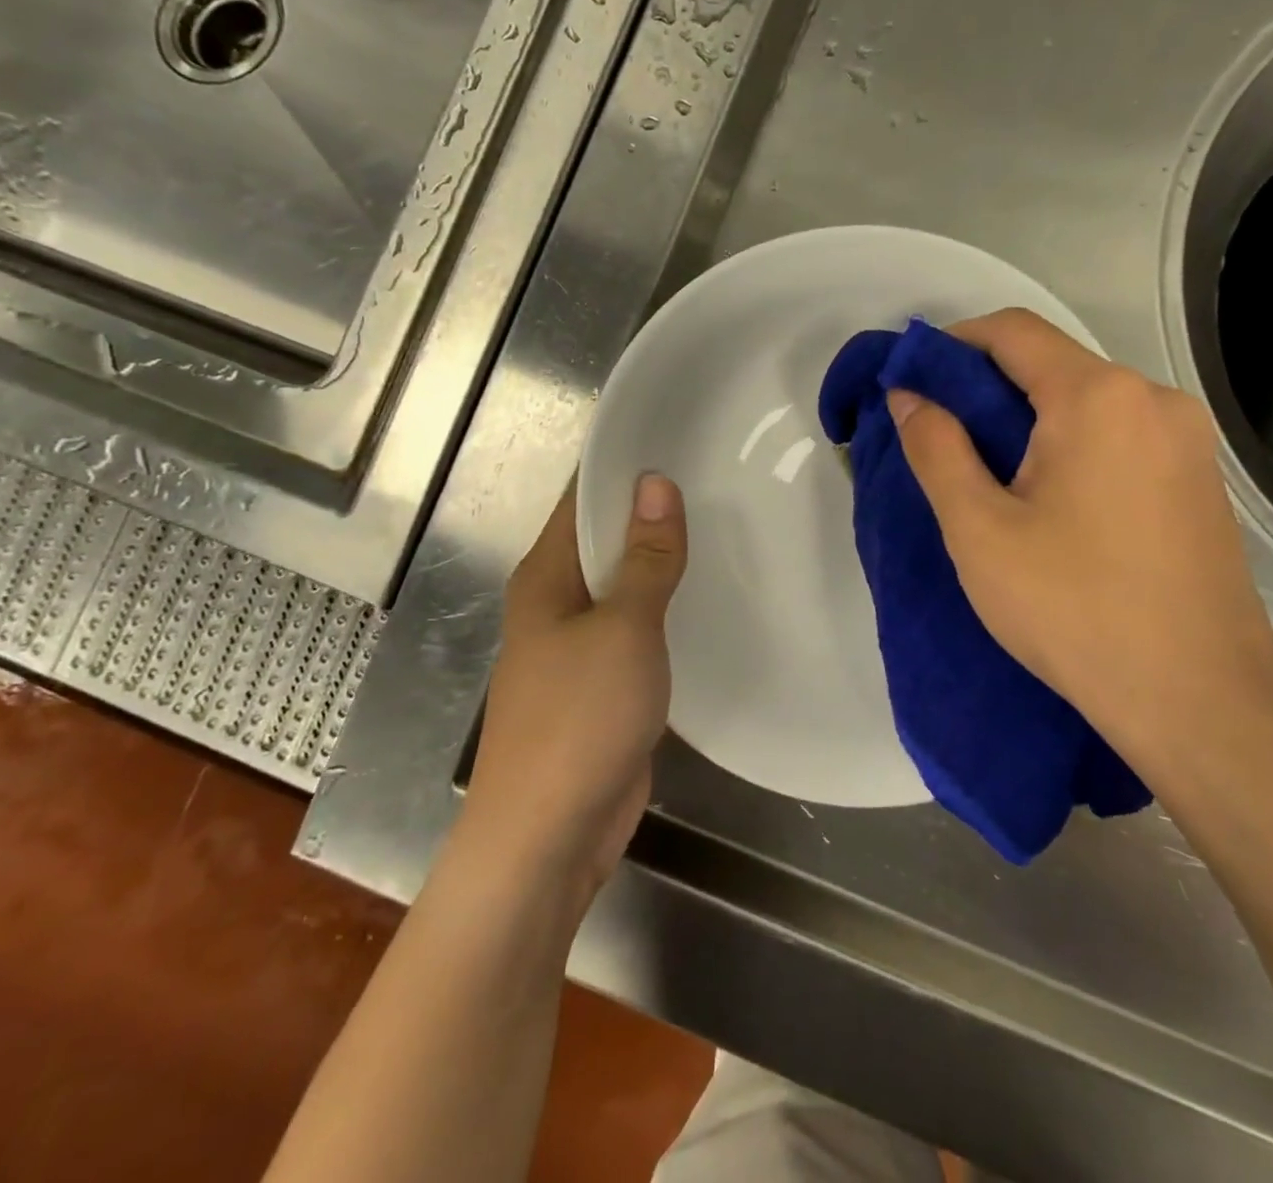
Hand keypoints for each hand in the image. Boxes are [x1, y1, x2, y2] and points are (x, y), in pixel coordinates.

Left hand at [460, 474, 686, 912]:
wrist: (549, 836)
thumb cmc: (578, 719)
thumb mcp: (622, 628)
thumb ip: (644, 558)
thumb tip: (654, 481)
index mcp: (546, 576)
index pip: (583, 498)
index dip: (623, 465)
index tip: (678, 435)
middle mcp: (557, 601)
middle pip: (606, 539)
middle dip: (653, 510)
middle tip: (720, 476)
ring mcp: (580, 645)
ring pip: (625, 585)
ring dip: (662, 561)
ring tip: (726, 525)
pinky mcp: (604, 682)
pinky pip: (638, 628)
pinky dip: (666, 609)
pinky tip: (709, 596)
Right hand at [885, 309, 1272, 769]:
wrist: (1198, 699)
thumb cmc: (1073, 609)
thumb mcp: (979, 529)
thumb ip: (937, 449)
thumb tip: (908, 396)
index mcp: (1098, 397)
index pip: (1012, 332)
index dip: (952, 345)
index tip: (912, 382)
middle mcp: (1154, 399)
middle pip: (1052, 364)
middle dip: (987, 389)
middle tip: (942, 439)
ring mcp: (1187, 440)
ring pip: (1087, 402)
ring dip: (1029, 421)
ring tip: (990, 478)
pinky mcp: (1199, 479)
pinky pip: (1120, 435)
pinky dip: (1071, 445)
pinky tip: (1051, 501)